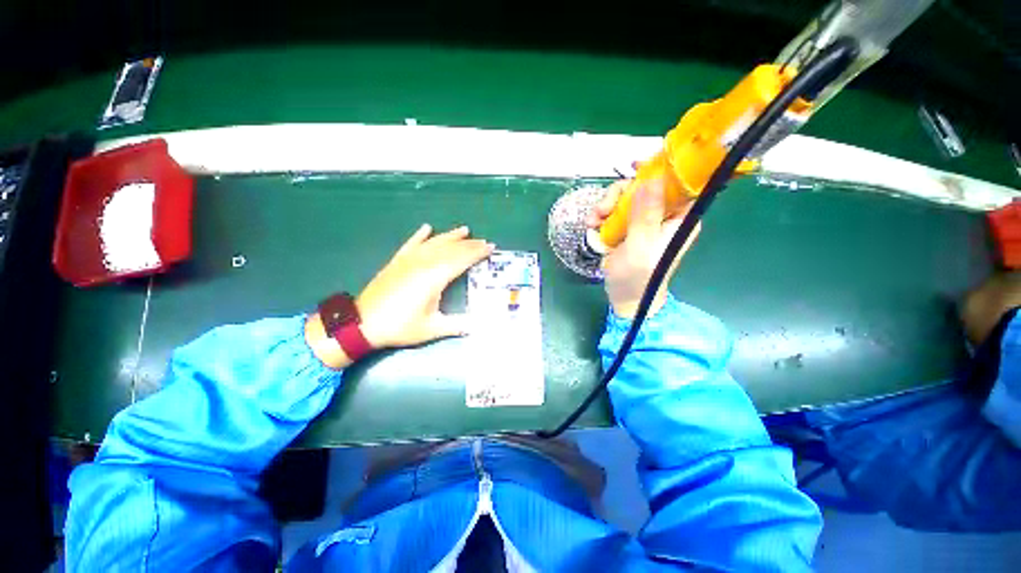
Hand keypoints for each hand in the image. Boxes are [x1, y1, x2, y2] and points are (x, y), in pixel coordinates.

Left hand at [307, 224, 492, 369]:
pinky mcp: (397, 261)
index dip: (477, 253)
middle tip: (484, 241)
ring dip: (451, 236)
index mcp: (434, 278)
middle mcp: (423, 264)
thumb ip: (456, 326)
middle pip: (451, 249)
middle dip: (469, 244)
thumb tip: (477, 327)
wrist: (362, 323)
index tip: (490, 248)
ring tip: (465, 230)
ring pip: (434, 242)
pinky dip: (420, 235)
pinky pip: (411, 243)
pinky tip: (427, 228)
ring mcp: (409, 260)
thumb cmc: (399, 326)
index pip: (461, 260)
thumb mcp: (431, 329)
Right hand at [586, 178, 699, 318]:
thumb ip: (645, 215)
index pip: (676, 183)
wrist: (624, 297)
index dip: (659, 170)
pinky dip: (601, 215)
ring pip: (624, 197)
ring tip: (593, 221)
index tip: (636, 166)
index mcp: (678, 218)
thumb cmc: (638, 277)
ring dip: (605, 206)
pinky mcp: (626, 227)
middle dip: (619, 194)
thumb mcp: (641, 247)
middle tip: (603, 209)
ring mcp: (642, 221)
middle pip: (643, 187)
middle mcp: (662, 215)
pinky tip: (592, 225)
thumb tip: (652, 178)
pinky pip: (613, 211)